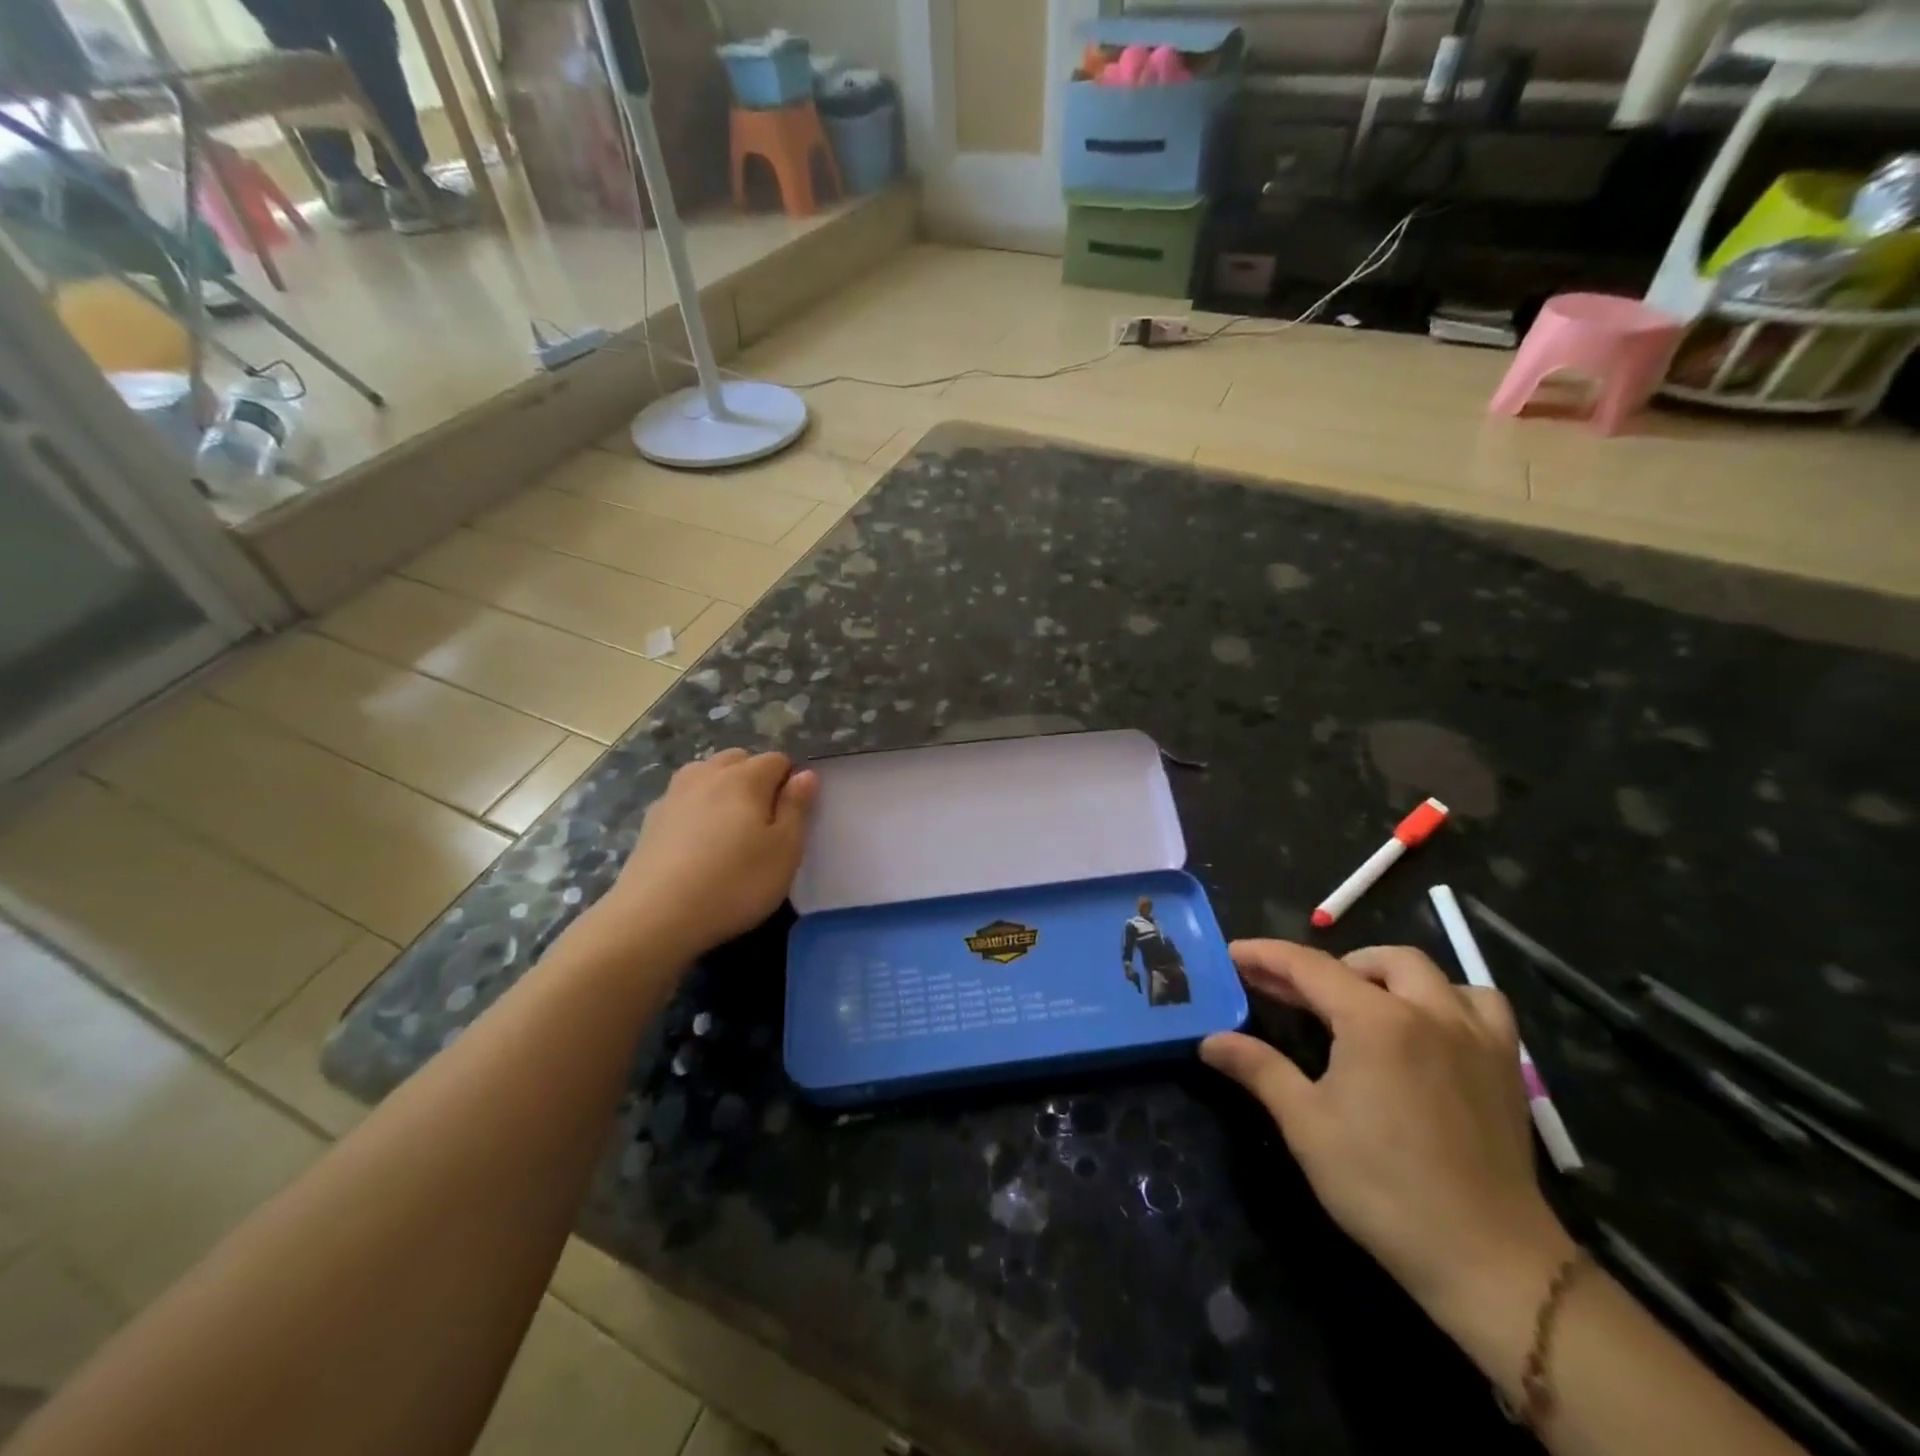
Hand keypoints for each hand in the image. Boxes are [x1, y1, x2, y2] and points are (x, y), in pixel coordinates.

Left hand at [590, 749, 817, 962]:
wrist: (656, 916)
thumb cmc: (736, 882)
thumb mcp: (785, 850)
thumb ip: (797, 808)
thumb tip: (805, 775)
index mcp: (744, 777)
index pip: (777, 760)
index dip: (790, 782)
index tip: (791, 815)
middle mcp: (707, 775)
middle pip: (738, 759)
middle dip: (754, 777)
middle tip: (762, 820)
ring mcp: (674, 795)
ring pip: (706, 774)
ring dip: (721, 788)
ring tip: (728, 826)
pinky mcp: (650, 820)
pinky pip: (683, 800)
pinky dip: (696, 809)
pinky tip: (696, 842)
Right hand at [1201, 941, 1573, 1330]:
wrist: (1487, 1259)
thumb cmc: (1383, 1187)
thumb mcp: (1306, 1124)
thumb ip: (1258, 1069)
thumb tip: (1210, 1040)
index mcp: (1376, 1021)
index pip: (1309, 967)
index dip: (1266, 955)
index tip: (1233, 953)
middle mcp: (1428, 1011)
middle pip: (1368, 961)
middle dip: (1323, 967)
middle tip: (1289, 992)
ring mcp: (1474, 1035)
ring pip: (1427, 972)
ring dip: (1383, 974)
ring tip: (1358, 1002)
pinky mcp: (1504, 1065)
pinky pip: (1479, 1003)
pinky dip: (1447, 998)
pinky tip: (1428, 1024)